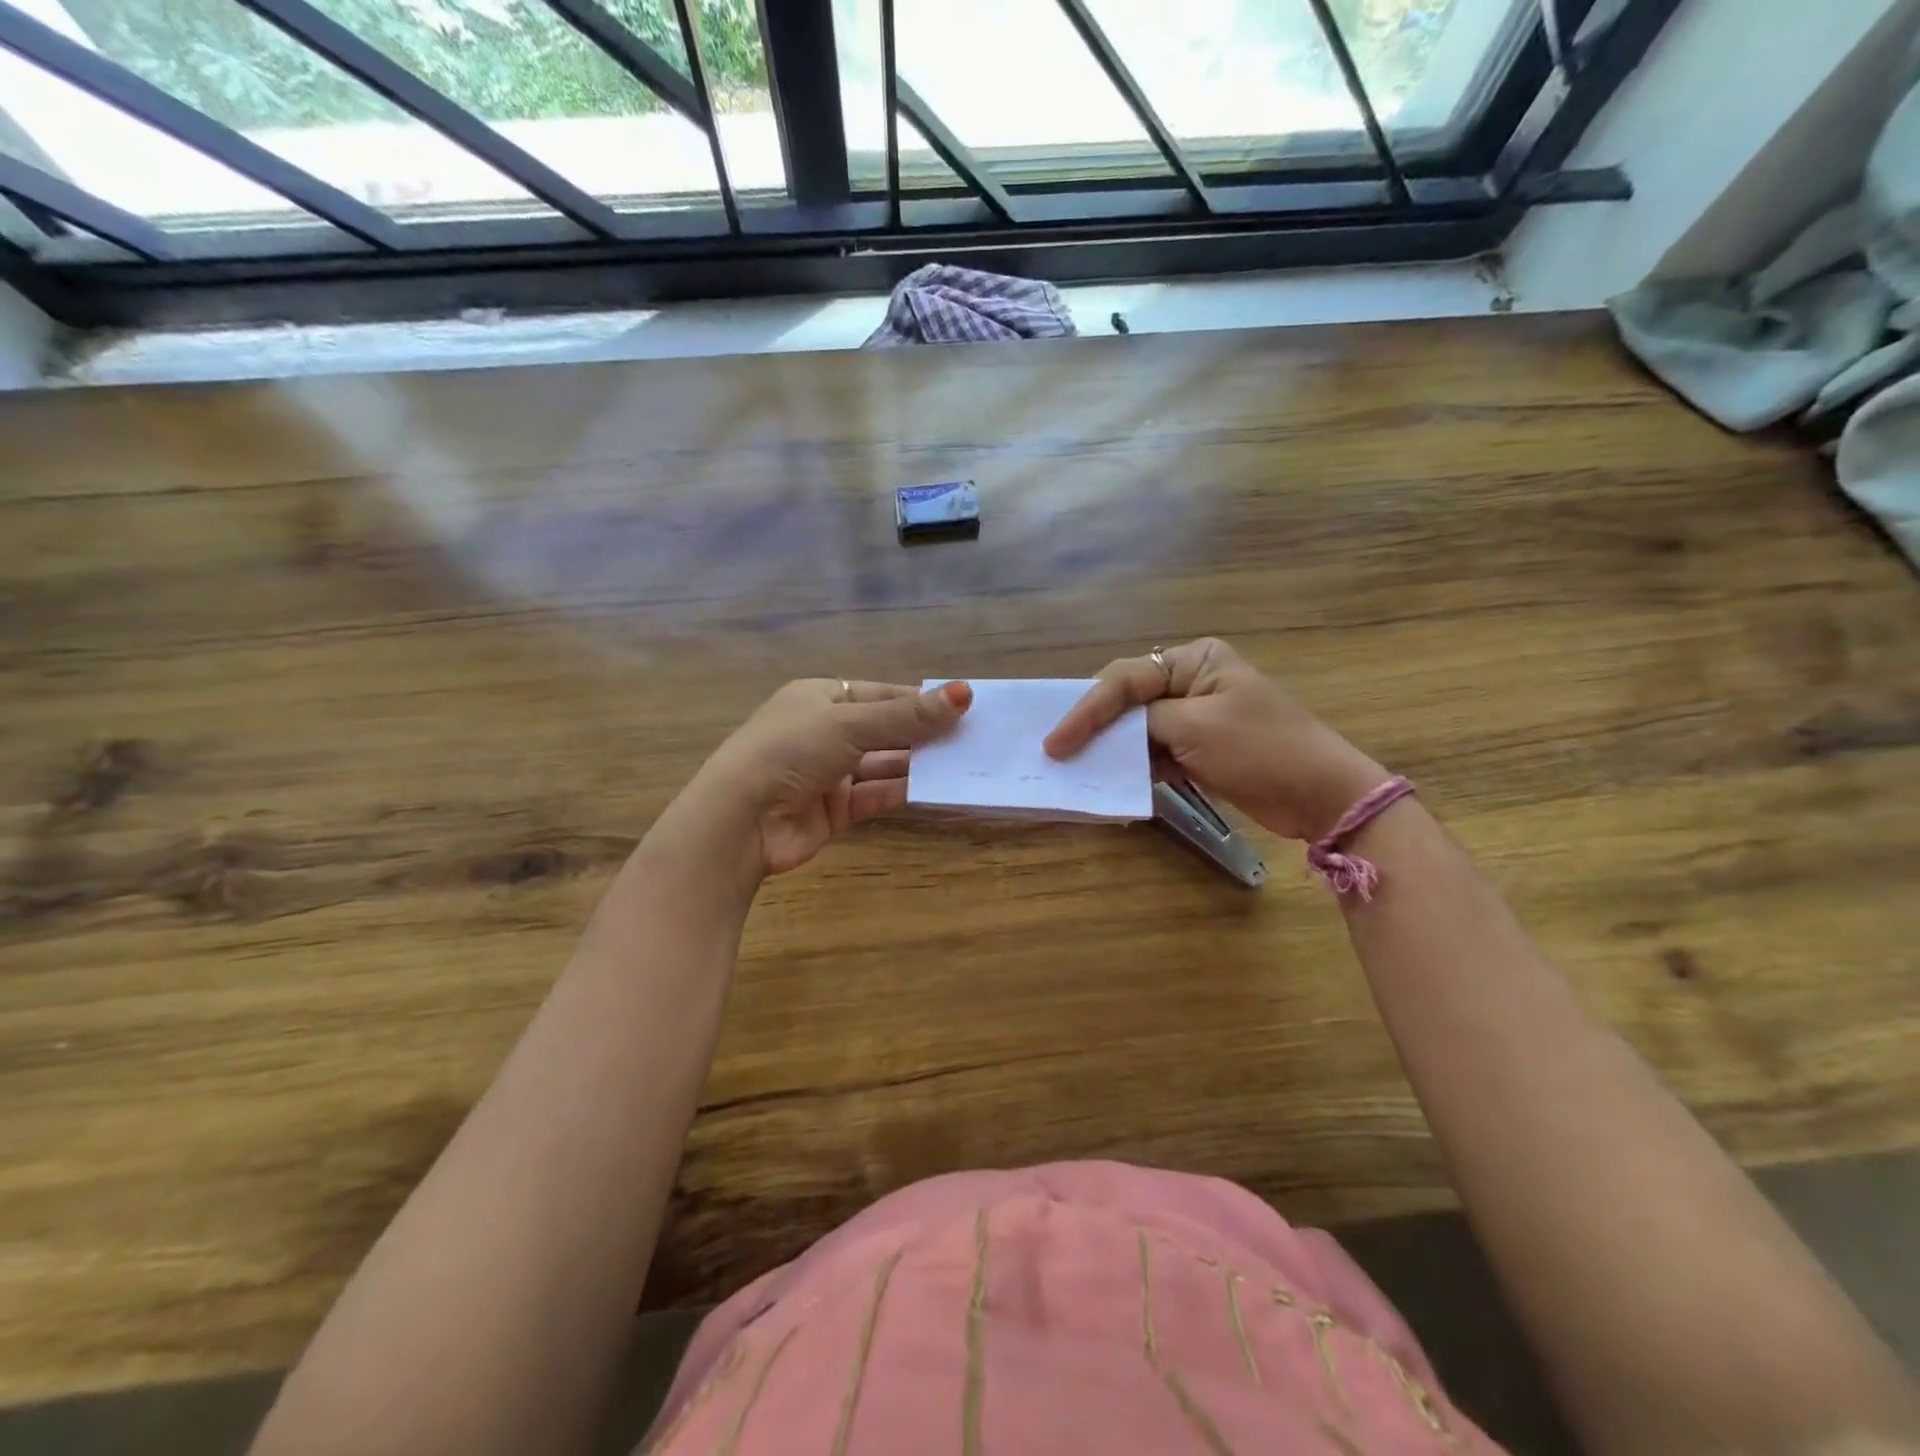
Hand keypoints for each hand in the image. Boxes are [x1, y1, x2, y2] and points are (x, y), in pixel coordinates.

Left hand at [690, 678, 971, 877]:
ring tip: (966, 763)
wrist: (741, 821)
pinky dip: (905, 792)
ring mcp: (830, 773)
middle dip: (925, 734)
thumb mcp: (850, 724)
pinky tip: (940, 790)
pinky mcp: (836, 810)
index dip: (919, 700)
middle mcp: (825, 732)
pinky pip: (878, 795)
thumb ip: (908, 716)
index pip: (880, 694)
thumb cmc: (790, 751)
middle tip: (974, 736)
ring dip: (920, 764)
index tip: (963, 705)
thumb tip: (964, 693)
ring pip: (885, 764)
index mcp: (820, 698)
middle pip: (886, 730)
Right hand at [1043, 638, 1385, 841]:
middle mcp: (1189, 681)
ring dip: (1110, 748)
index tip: (1056, 742)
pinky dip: (1132, 766)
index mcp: (1193, 660)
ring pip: (1136, 728)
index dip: (1086, 710)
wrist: (1321, 795)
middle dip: (1094, 725)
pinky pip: (1152, 753)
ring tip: (1073, 766)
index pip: (1125, 680)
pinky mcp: (1197, 750)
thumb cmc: (1261, 749)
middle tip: (1056, 749)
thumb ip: (1142, 722)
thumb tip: (1103, 733)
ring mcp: (1193, 717)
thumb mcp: (1195, 727)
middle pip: (1126, 700)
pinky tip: (1109, 779)